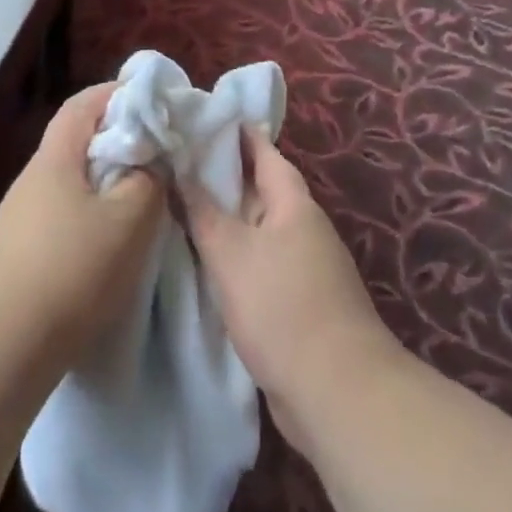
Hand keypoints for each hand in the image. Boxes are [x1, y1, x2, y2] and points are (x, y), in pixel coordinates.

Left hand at [0, 81, 165, 368]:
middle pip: (77, 142)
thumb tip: (150, 164)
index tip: (151, 101)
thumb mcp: (127, 222)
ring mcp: (21, 217)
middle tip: (156, 154)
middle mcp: (33, 179)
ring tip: (140, 201)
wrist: (0, 345)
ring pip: (72, 182)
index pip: (83, 104)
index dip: (116, 95)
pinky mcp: (19, 253)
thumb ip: (147, 182)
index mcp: (55, 158)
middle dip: (116, 141)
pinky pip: (63, 216)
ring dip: (105, 183)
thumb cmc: (70, 270)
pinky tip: (109, 246)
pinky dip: (91, 216)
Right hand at [182, 129, 401, 457]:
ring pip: (257, 223)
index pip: (260, 147)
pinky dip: (234, 249)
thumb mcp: (229, 252)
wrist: (336, 393)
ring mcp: (304, 262)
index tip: (193, 117)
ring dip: (225, 213)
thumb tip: (179, 168)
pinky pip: (260, 257)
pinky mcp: (299, 298)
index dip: (229, 130)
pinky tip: (206, 255)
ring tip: (181, 201)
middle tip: (175, 158)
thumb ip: (200, 209)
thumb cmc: (280, 307)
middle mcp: (302, 223)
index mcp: (292, 200)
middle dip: (221, 172)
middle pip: (258, 184)